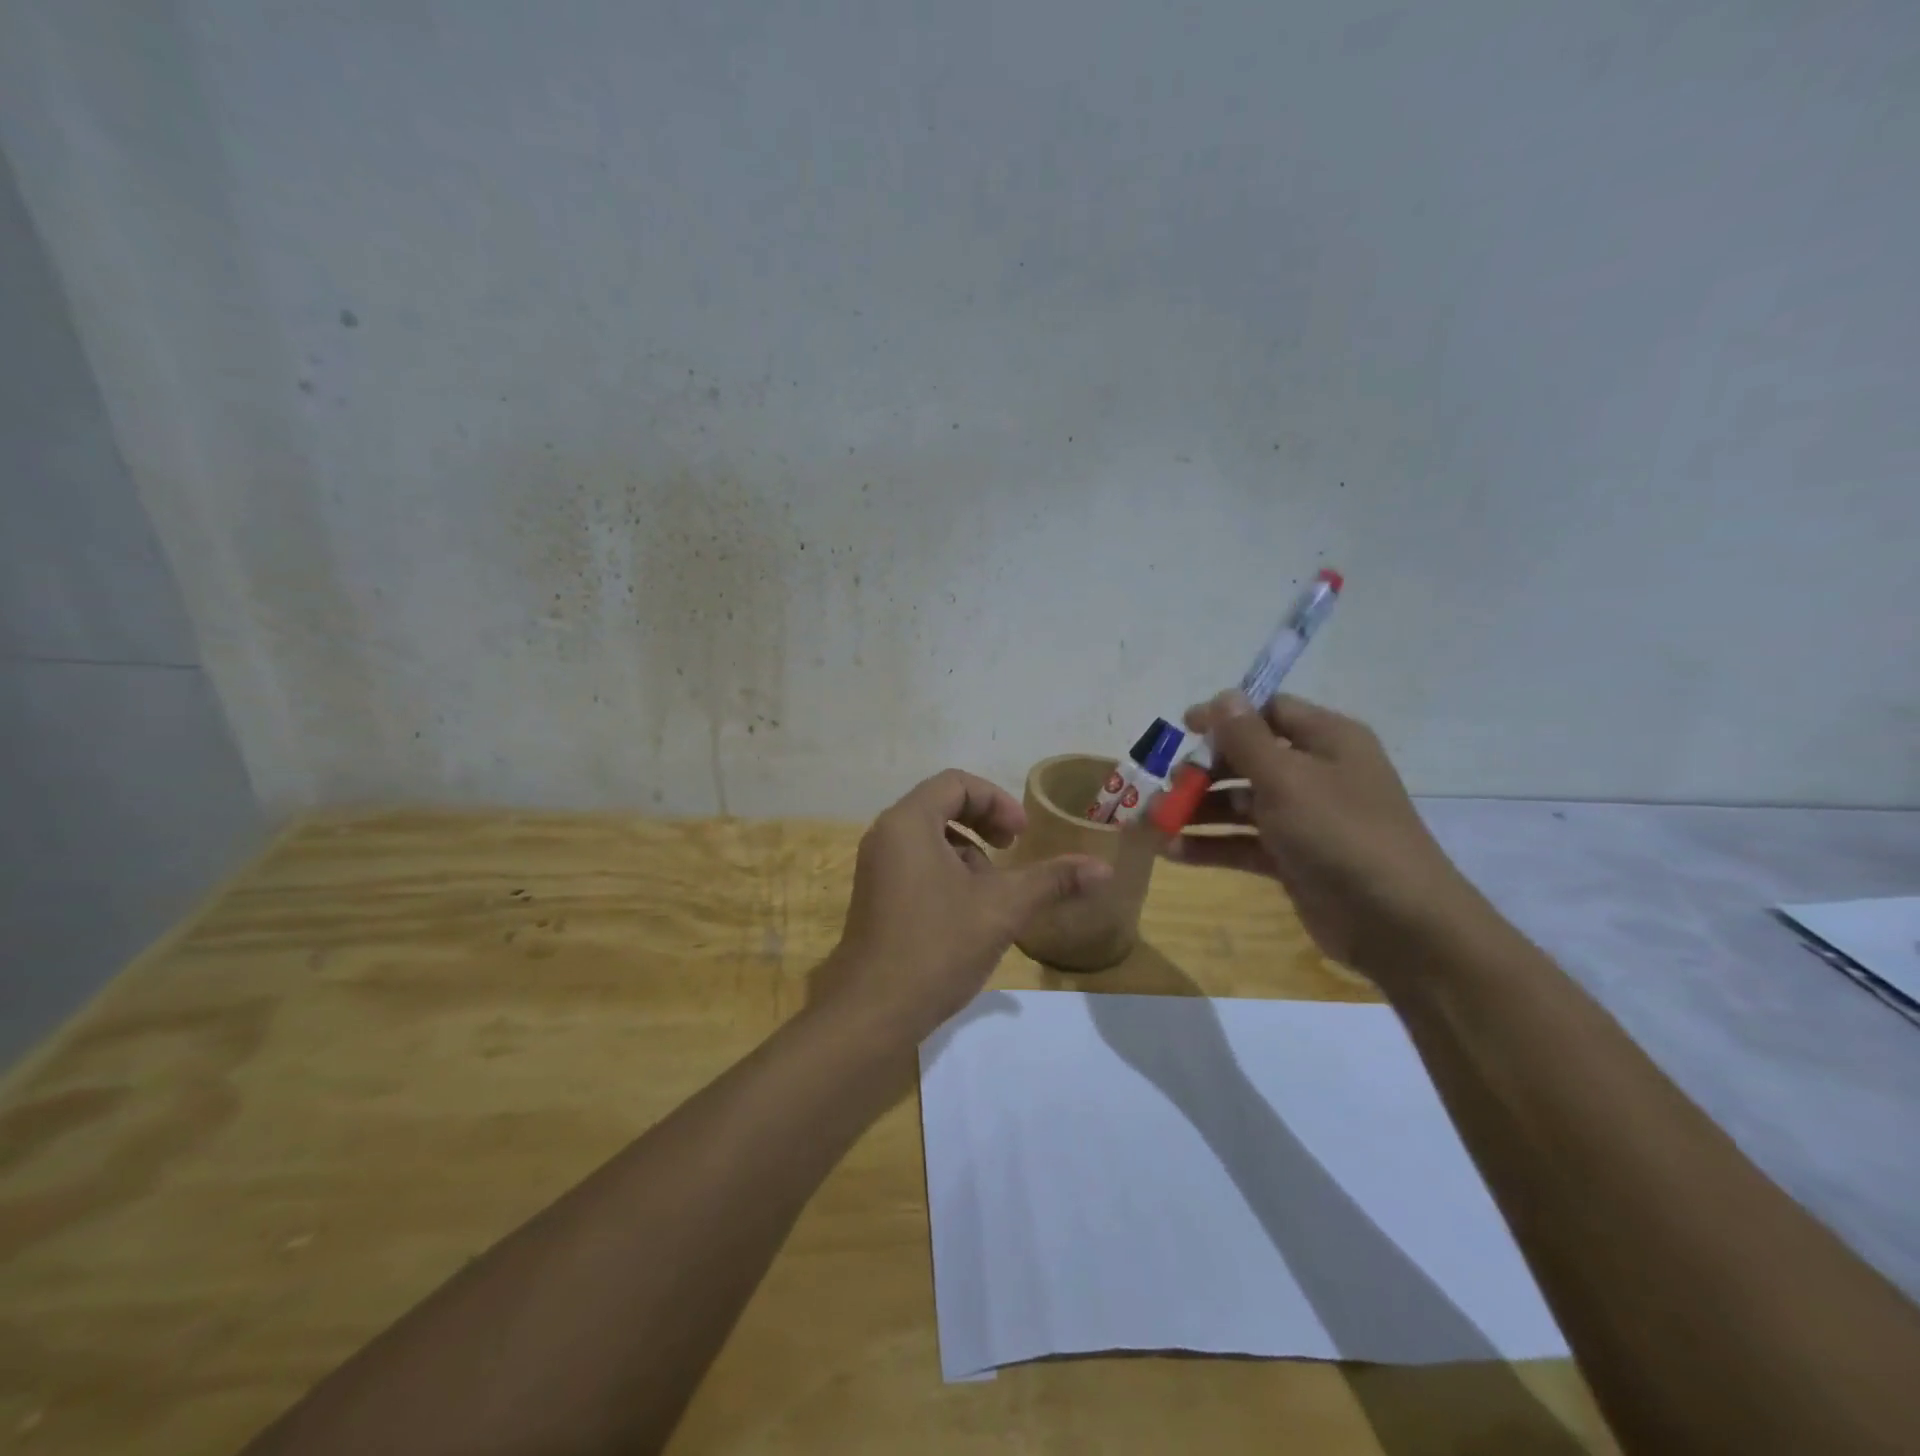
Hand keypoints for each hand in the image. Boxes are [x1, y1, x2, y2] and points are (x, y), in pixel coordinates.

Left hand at [821, 769, 1110, 1041]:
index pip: (956, 783)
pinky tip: (967, 913)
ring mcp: (875, 867)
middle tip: (1012, 849)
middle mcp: (885, 835)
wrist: (874, 1012)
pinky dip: (947, 872)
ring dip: (967, 852)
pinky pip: (915, 863)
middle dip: (983, 823)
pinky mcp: (875, 896)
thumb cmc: (937, 947)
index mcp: (908, 823)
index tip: (1021, 835)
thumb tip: (1104, 869)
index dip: (997, 801)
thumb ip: (1052, 880)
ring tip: (992, 891)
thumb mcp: (1003, 908)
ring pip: (929, 837)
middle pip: (940, 805)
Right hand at [1167, 691, 1476, 975]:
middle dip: (1203, 770)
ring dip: (1198, 810)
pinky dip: (1210, 845)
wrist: (1397, 923)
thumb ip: (1247, 738)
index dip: (1226, 715)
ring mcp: (1304, 819)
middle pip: (1248, 759)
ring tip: (1155, 821)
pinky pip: (1243, 843)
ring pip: (1240, 803)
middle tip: (1168, 784)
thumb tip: (1222, 696)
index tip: (1183, 727)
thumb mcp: (1287, 779)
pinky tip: (1172, 851)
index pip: (1270, 711)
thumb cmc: (1341, 833)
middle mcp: (1316, 774)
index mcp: (1327, 741)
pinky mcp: (1292, 859)